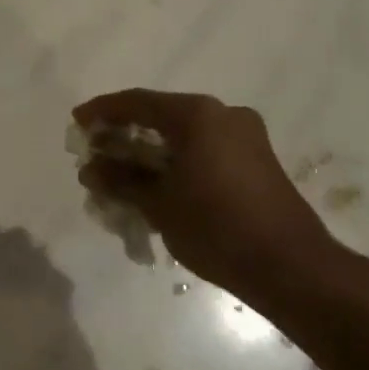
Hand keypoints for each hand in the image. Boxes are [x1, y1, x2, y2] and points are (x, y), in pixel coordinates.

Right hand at [73, 89, 337, 299]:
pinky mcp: (257, 162)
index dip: (102, 111)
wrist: (291, 267)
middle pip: (161, 116)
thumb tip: (91, 169)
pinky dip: (176, 164)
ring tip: (121, 178)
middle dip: (125, 136)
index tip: (77, 124)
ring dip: (149, 154)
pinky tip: (157, 188)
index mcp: (199, 115)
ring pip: (184, 137)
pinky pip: (204, 152)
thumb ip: (121, 180)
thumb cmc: (217, 228)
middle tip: (96, 155)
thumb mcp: (159, 204)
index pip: (138, 102)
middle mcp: (224, 115)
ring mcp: (245, 138)